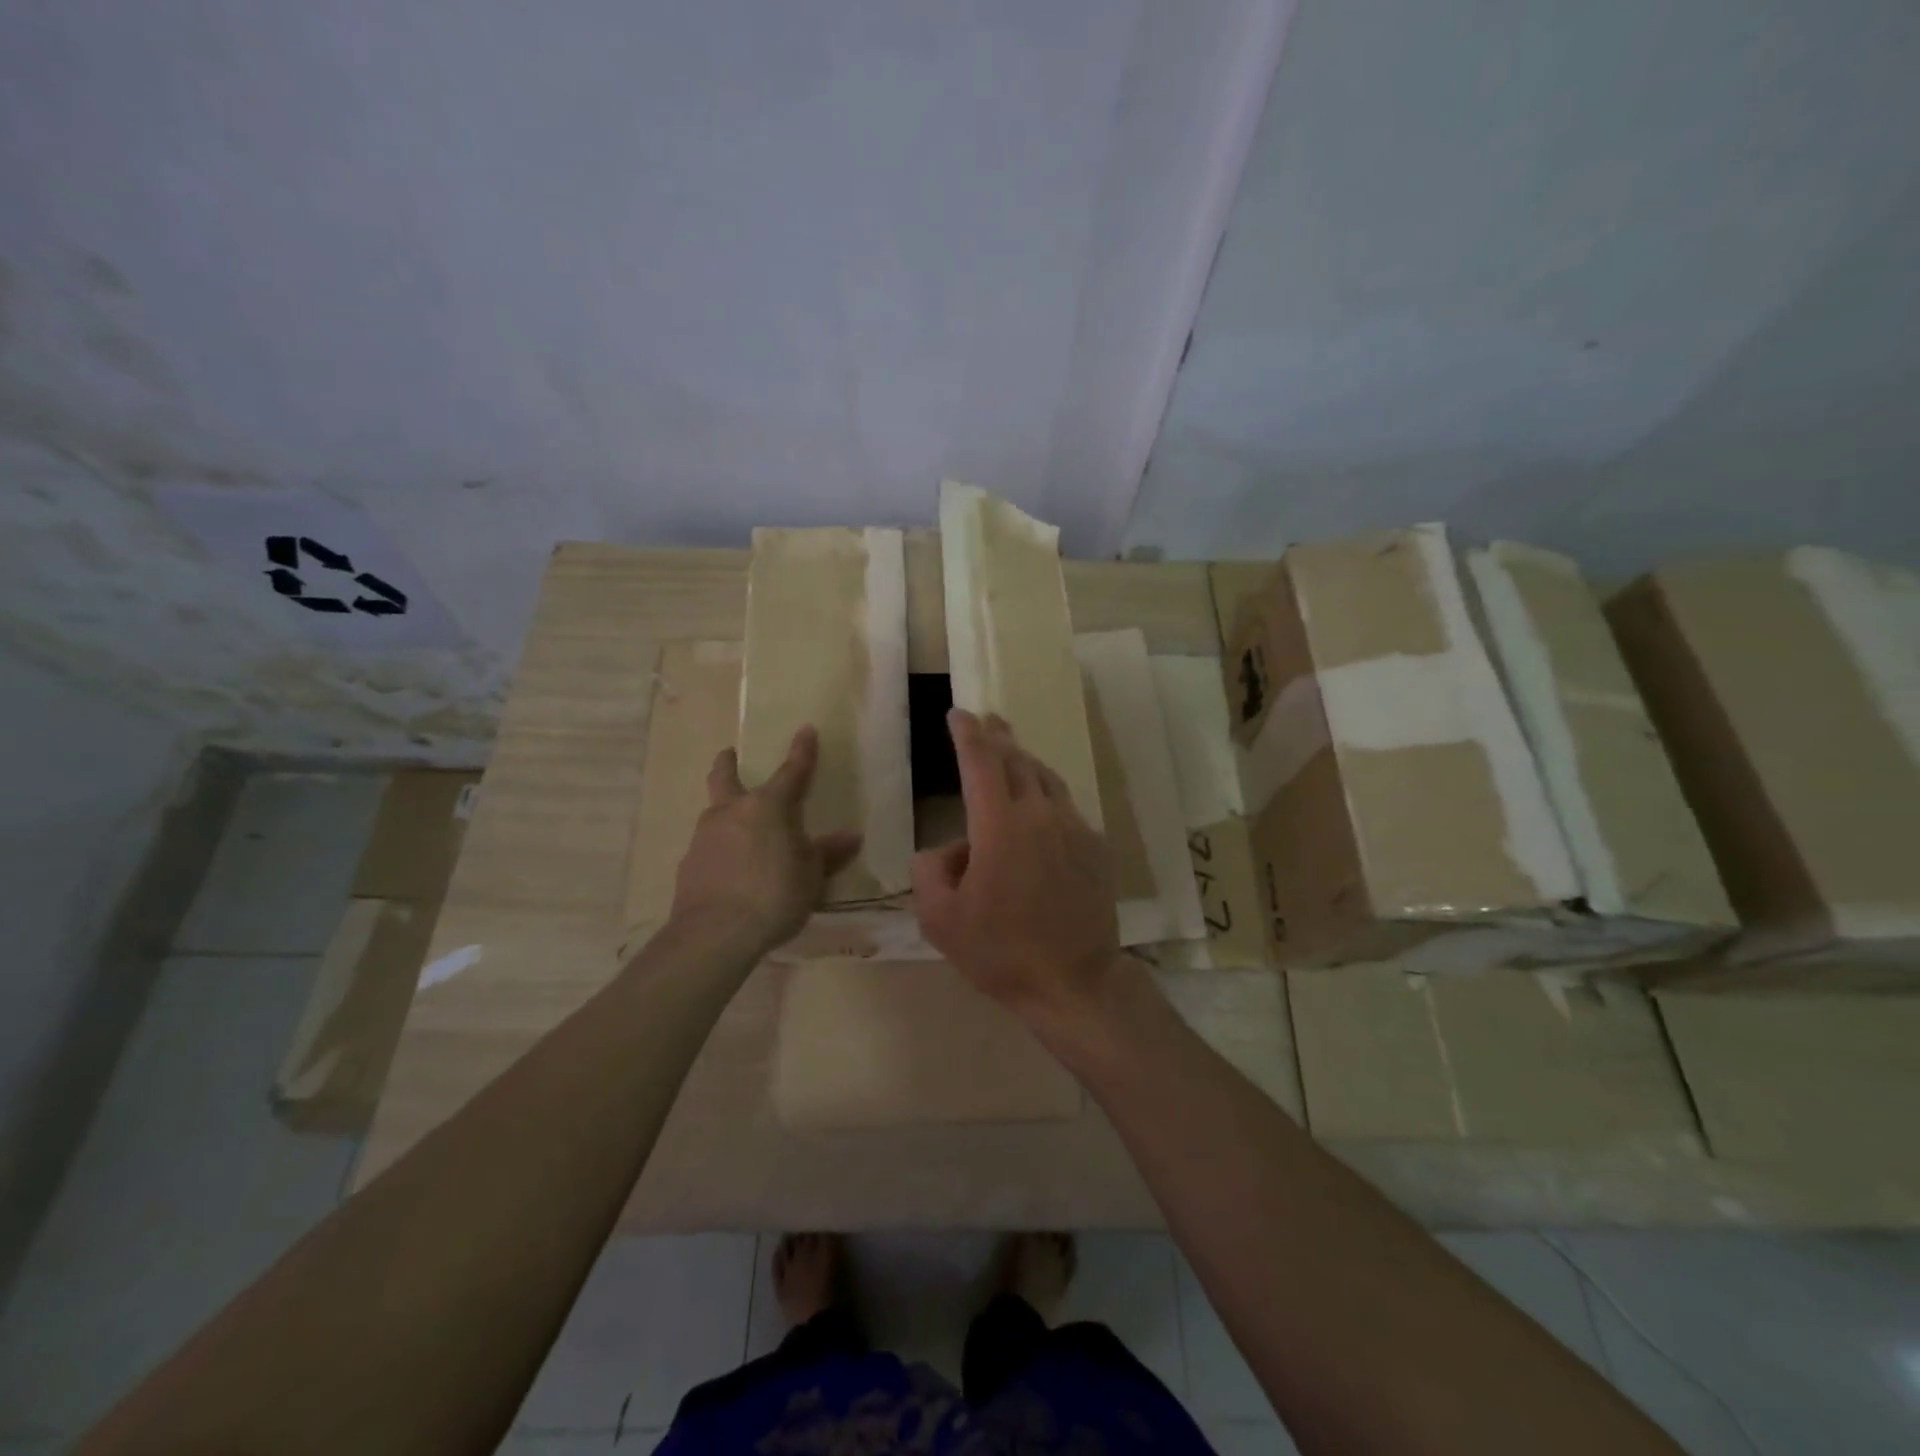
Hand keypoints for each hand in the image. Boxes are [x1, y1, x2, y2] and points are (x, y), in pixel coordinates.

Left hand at [669, 725, 862, 955]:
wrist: (715, 934)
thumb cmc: (774, 896)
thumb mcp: (811, 876)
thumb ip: (827, 853)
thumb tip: (851, 837)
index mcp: (768, 807)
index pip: (790, 772)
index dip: (801, 752)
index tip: (805, 729)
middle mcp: (732, 811)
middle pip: (725, 777)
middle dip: (728, 762)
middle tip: (729, 754)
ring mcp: (704, 836)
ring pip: (714, 811)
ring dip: (725, 810)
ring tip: (739, 828)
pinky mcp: (688, 864)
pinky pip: (707, 846)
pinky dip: (719, 848)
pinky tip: (728, 868)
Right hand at [911, 709, 1120, 1024]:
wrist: (1075, 981)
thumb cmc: (1001, 952)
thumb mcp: (940, 919)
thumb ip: (930, 871)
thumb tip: (947, 850)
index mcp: (999, 825)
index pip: (980, 762)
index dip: (967, 733)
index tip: (958, 713)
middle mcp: (1040, 815)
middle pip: (1017, 761)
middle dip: (998, 737)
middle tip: (986, 720)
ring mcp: (1074, 828)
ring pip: (1046, 779)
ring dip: (1025, 761)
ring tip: (1011, 754)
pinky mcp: (1096, 847)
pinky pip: (1066, 807)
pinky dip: (1047, 796)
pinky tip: (1041, 808)